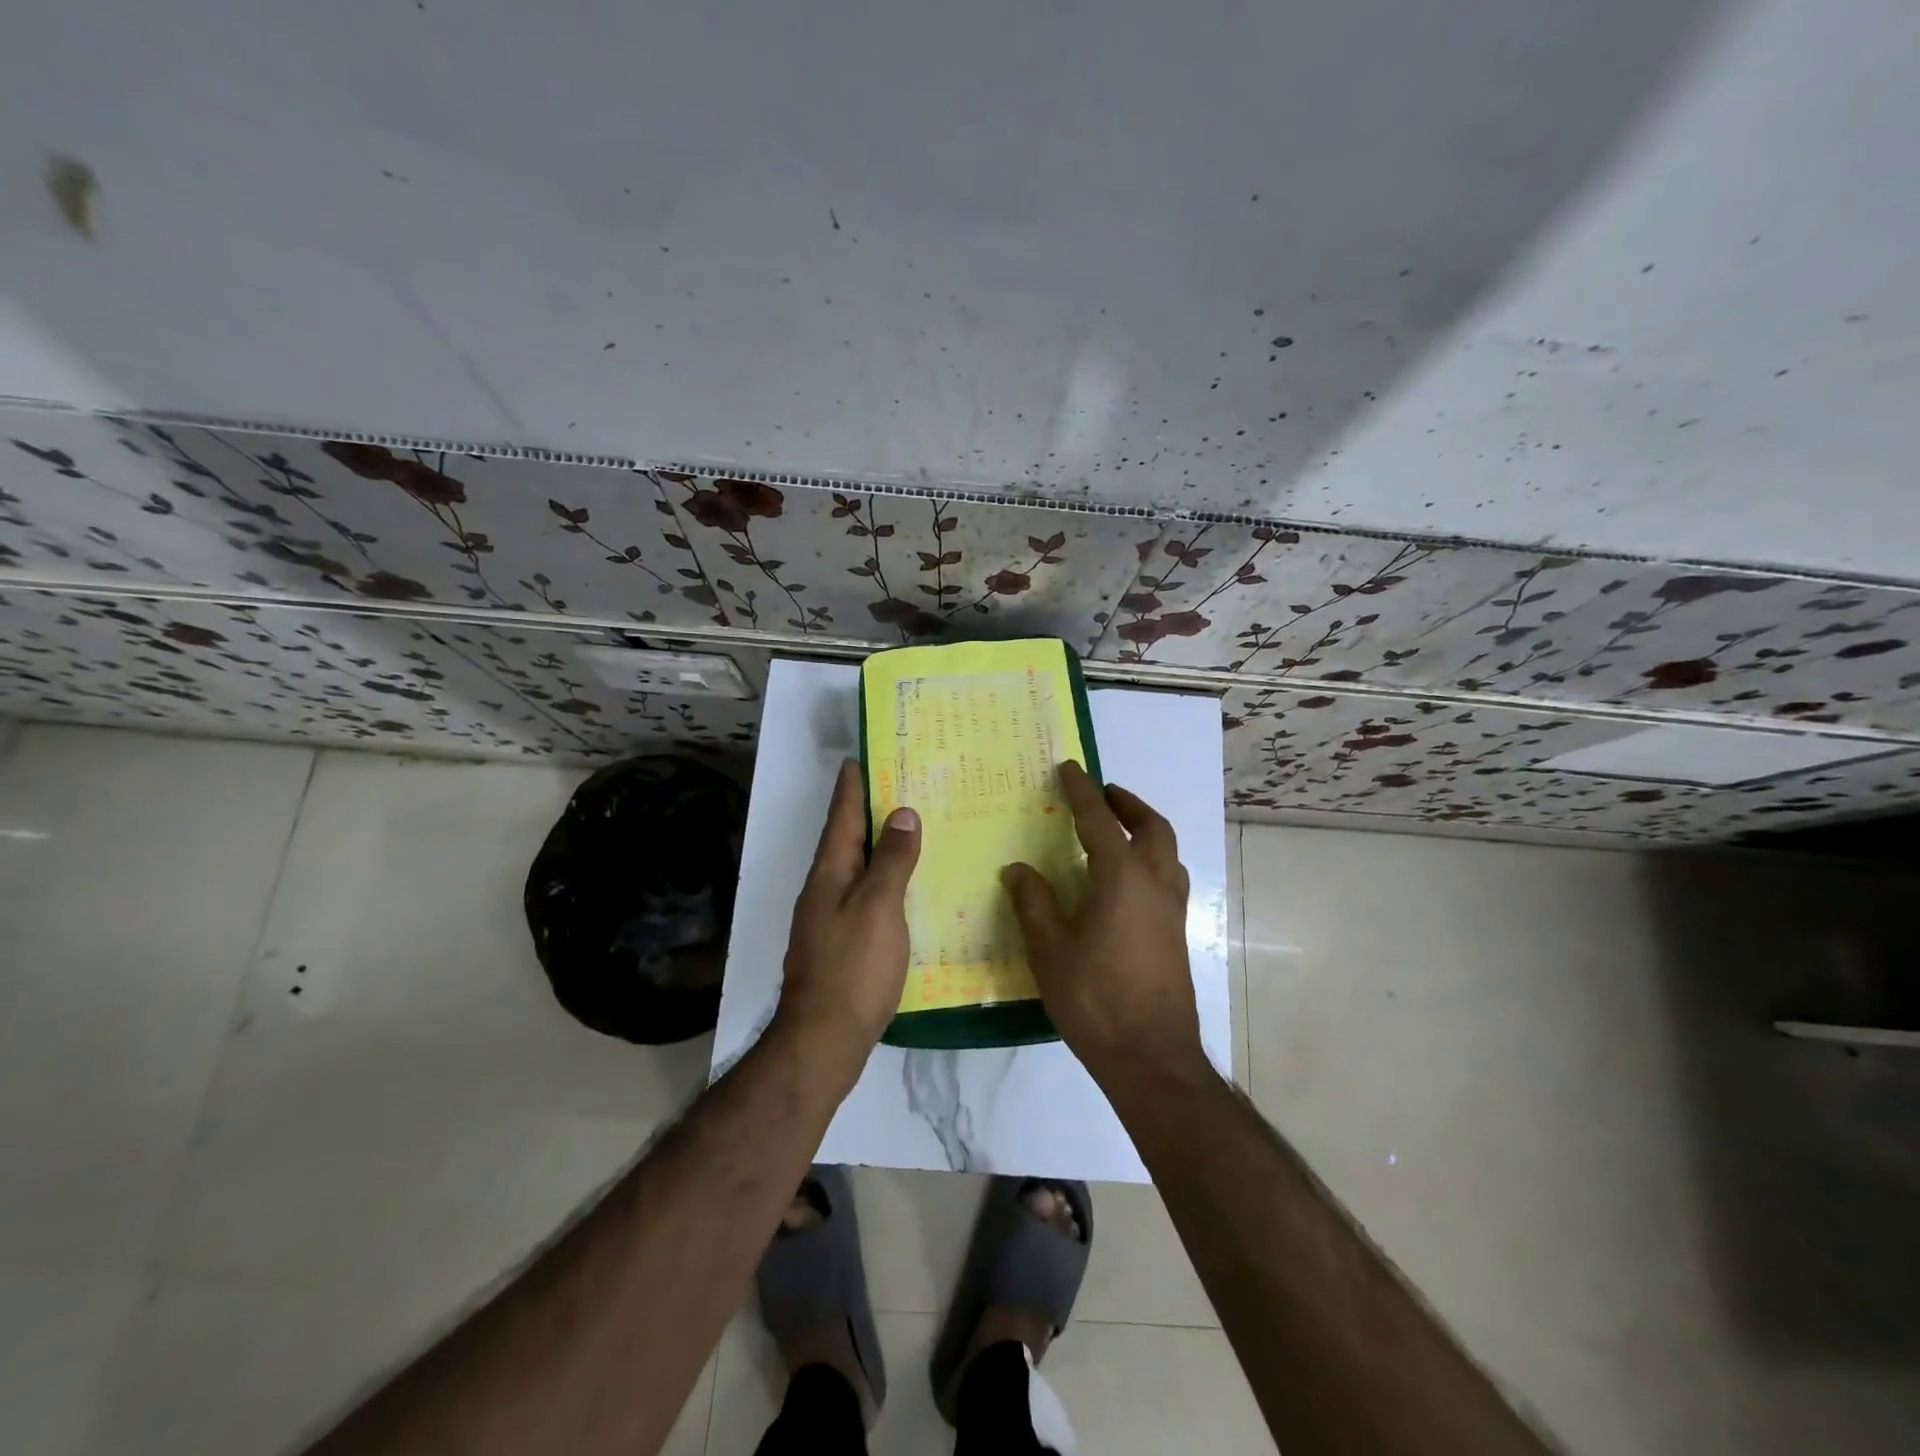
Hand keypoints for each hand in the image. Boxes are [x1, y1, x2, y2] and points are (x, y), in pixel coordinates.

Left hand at [776, 760, 921, 1066]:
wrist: (823, 1040)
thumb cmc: (853, 967)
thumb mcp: (878, 907)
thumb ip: (891, 861)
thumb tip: (902, 813)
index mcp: (829, 873)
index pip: (842, 817)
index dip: (851, 787)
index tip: (858, 758)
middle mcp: (824, 889)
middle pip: (846, 839)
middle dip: (865, 811)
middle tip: (896, 785)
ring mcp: (829, 918)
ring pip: (855, 868)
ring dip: (876, 845)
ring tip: (905, 828)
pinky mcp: (841, 942)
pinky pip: (863, 895)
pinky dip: (882, 879)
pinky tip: (903, 886)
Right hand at [1002, 761, 1203, 1085]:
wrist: (1150, 1056)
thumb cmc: (1095, 998)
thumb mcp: (1050, 949)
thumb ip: (1034, 902)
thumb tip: (1018, 869)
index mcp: (1123, 877)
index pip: (1099, 820)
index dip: (1082, 791)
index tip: (1069, 768)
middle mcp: (1155, 883)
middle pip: (1152, 826)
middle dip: (1127, 803)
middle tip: (1103, 793)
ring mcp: (1172, 909)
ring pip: (1167, 851)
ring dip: (1145, 829)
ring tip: (1116, 830)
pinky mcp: (1178, 933)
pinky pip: (1168, 876)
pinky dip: (1151, 859)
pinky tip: (1126, 881)